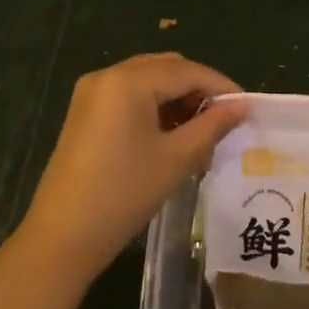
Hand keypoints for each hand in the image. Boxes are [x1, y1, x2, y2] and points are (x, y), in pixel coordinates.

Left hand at [15, 53, 246, 284]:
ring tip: (201, 136)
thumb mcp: (175, 159)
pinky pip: (129, 96)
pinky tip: (171, 137)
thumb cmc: (123, 194)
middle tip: (224, 122)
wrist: (61, 238)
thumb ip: (212, 126)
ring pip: (148, 81)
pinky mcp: (85, 112)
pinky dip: (154, 108)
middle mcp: (107, 75)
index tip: (247, 107)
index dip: (220, 86)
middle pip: (166, 69)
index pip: (186, 71)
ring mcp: (92, 93)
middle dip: (198, 91)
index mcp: (128, 81)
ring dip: (177, 100)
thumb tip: (242, 106)